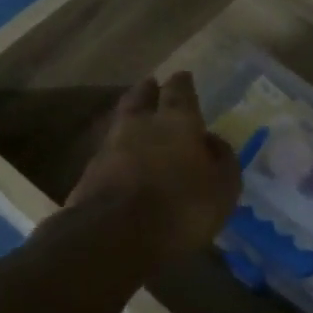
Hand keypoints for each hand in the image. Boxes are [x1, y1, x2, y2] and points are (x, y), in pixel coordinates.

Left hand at [67, 73, 240, 263]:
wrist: (114, 236)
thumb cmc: (181, 207)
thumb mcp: (223, 187)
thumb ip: (222, 160)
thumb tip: (212, 141)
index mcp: (177, 121)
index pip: (179, 92)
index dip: (182, 84)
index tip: (183, 75)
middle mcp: (140, 124)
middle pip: (141, 98)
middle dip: (148, 90)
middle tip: (152, 85)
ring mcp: (110, 147)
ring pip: (121, 121)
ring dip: (130, 118)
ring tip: (137, 120)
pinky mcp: (90, 173)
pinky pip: (109, 151)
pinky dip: (119, 149)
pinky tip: (124, 157)